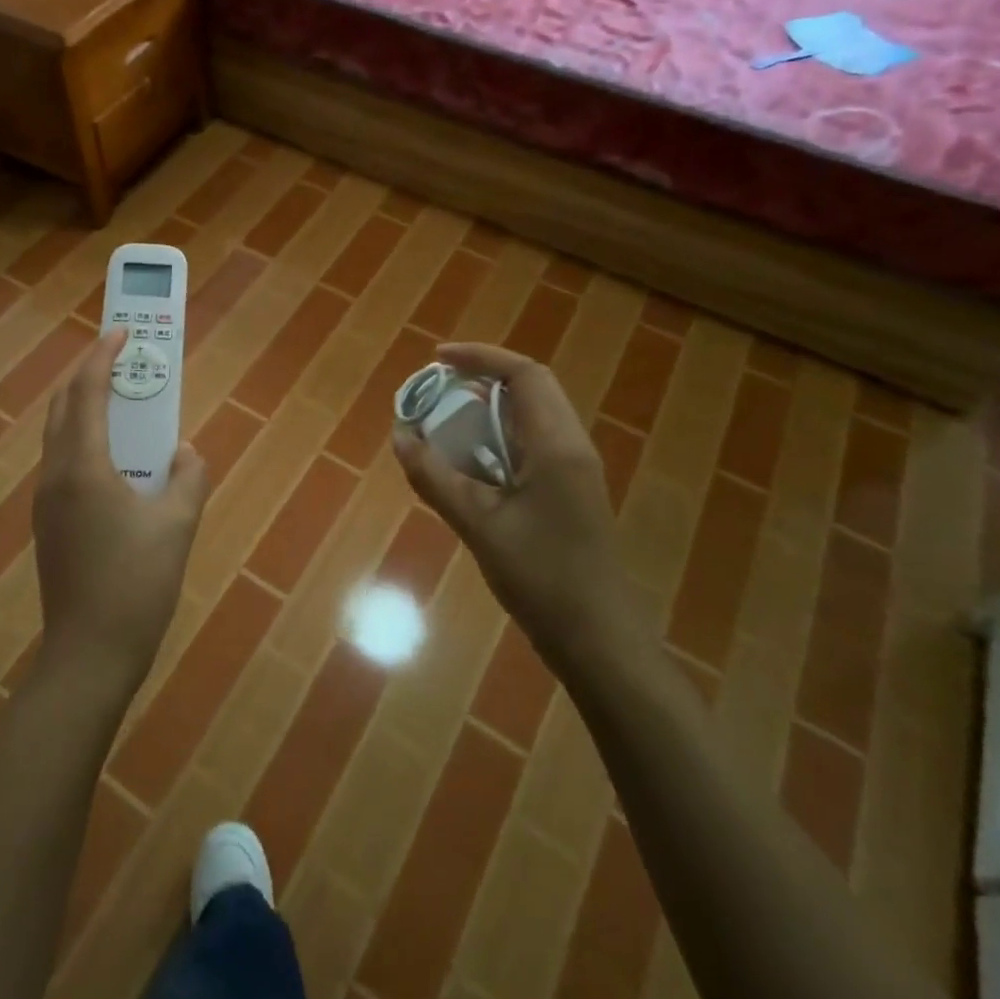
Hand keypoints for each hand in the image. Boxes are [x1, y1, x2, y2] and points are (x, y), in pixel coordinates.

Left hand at [32, 330, 209, 690]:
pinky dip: (84, 438)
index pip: (86, 393)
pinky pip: (63, 461)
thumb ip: (188, 477)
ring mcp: (46, 501)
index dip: (102, 357)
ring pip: (59, 435)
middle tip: (120, 357)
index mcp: (83, 467)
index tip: (121, 332)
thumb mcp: (177, 525)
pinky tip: (115, 455)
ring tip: (120, 398)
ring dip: (84, 406)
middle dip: (86, 374)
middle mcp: (55, 475)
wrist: (89, 656)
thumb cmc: (136, 584)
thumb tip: (186, 452)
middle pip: (62, 406)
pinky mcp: (49, 524)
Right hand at [393, 342, 641, 665]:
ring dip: (489, 409)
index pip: (523, 374)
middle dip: (482, 378)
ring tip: (446, 420)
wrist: (600, 641)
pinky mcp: (570, 492)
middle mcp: (571, 446)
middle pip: (530, 388)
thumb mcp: (478, 525)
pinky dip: (498, 438)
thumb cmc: (542, 579)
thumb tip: (400, 436)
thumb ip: (435, 477)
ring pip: (532, 417)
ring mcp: (574, 470)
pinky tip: (469, 463)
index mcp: (556, 445)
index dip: (480, 357)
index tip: (437, 359)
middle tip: (437, 389)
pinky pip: (532, 444)